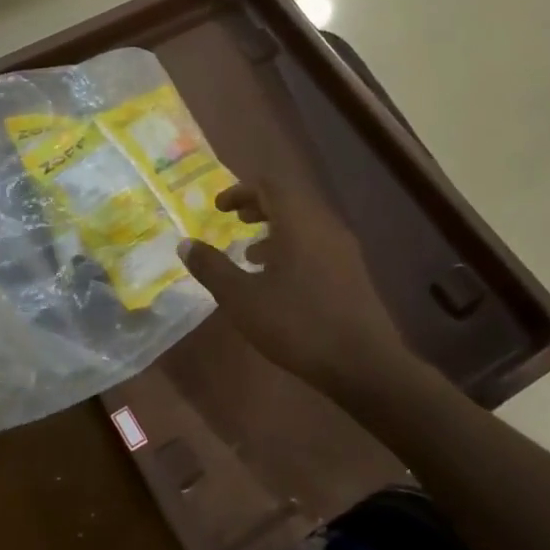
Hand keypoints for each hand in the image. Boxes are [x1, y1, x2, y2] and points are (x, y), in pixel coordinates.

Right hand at [178, 181, 405, 396]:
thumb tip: (185, 244)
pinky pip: (317, 246)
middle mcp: (325, 227)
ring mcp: (344, 251)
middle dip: (258, 207)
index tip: (219, 208)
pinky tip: (279, 282)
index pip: (269, 185)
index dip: (241, 190)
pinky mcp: (353, 274)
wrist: (363, 364)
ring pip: (305, 225)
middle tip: (233, 221)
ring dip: (275, 231)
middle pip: (290, 201)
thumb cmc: (297, 324)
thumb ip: (212, 268)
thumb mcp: (242, 299)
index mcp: (299, 223)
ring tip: (250, 254)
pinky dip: (293, 249)